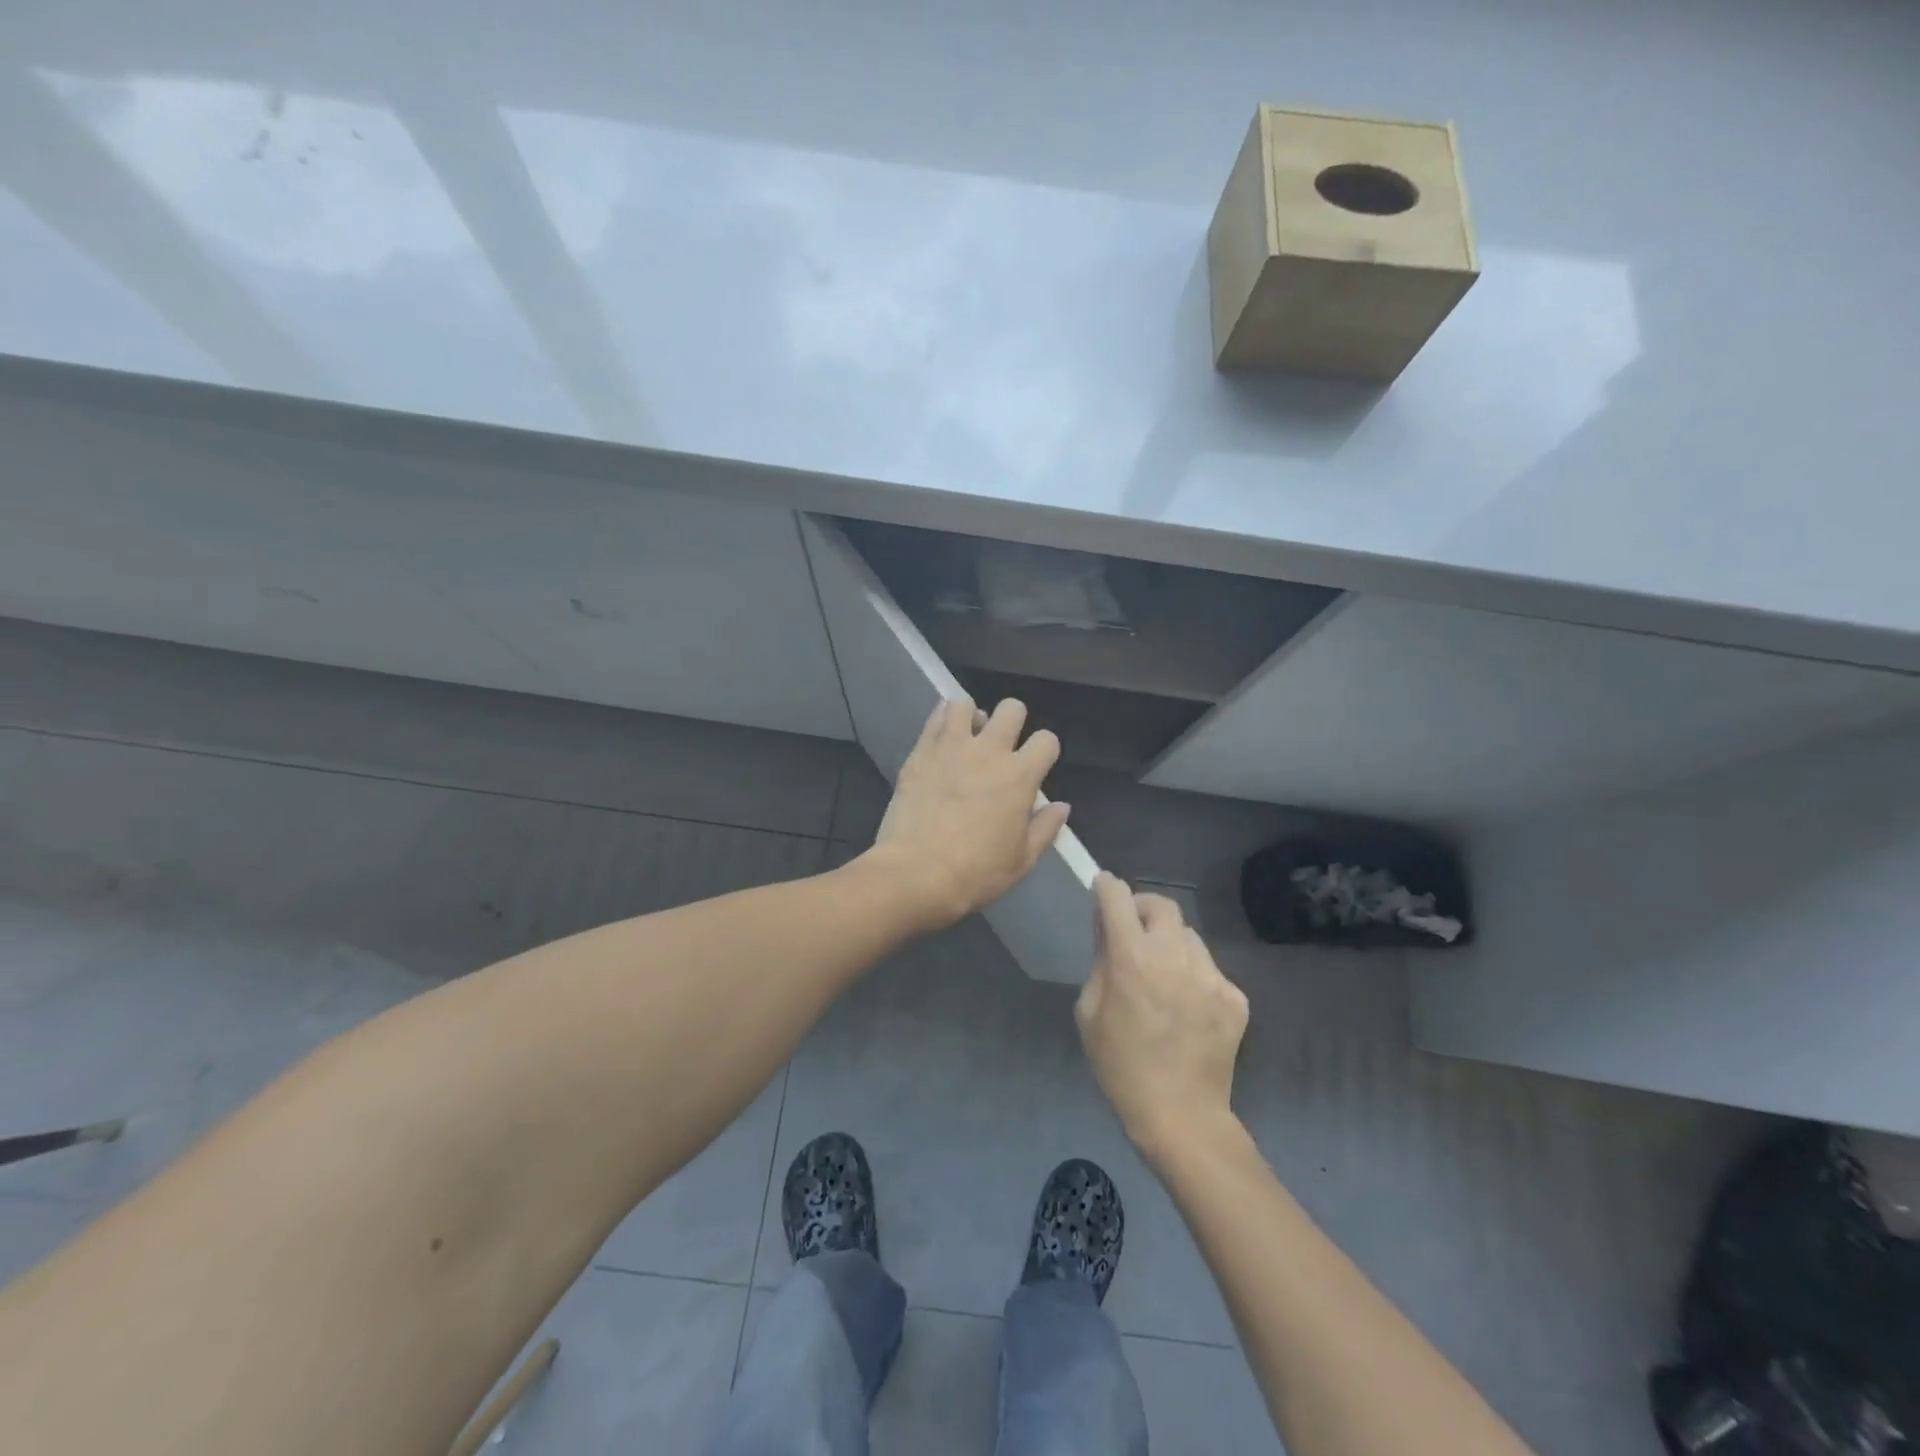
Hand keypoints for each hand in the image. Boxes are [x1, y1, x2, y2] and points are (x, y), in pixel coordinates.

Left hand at [865, 698, 1069, 929]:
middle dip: (1013, 722)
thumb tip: (1061, 806)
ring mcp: (951, 747)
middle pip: (1012, 709)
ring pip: (966, 705)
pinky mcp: (921, 752)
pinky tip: (941, 739)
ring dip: (972, 717)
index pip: (1047, 740)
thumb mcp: (1021, 861)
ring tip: (967, 739)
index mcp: (1020, 776)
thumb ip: (1045, 829)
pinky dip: (942, 721)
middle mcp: (989, 751)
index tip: (1035, 767)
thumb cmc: (975, 873)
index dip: (1045, 751)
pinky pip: (934, 718)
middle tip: (1002, 747)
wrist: (915, 873)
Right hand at [1077, 874, 1249, 1160]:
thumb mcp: (1089, 1012)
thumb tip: (1108, 934)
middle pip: (1162, 905)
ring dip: (1170, 942)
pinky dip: (1193, 975)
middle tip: (1133, 928)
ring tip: (1162, 972)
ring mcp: (1211, 975)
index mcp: (1132, 957)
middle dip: (1142, 907)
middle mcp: (1174, 955)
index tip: (1103, 888)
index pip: (1118, 898)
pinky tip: (1186, 1005)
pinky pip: (1209, 969)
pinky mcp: (1235, 996)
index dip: (1107, 887)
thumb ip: (1100, 964)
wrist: (1181, 1115)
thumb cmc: (1120, 1066)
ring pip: (1189, 936)